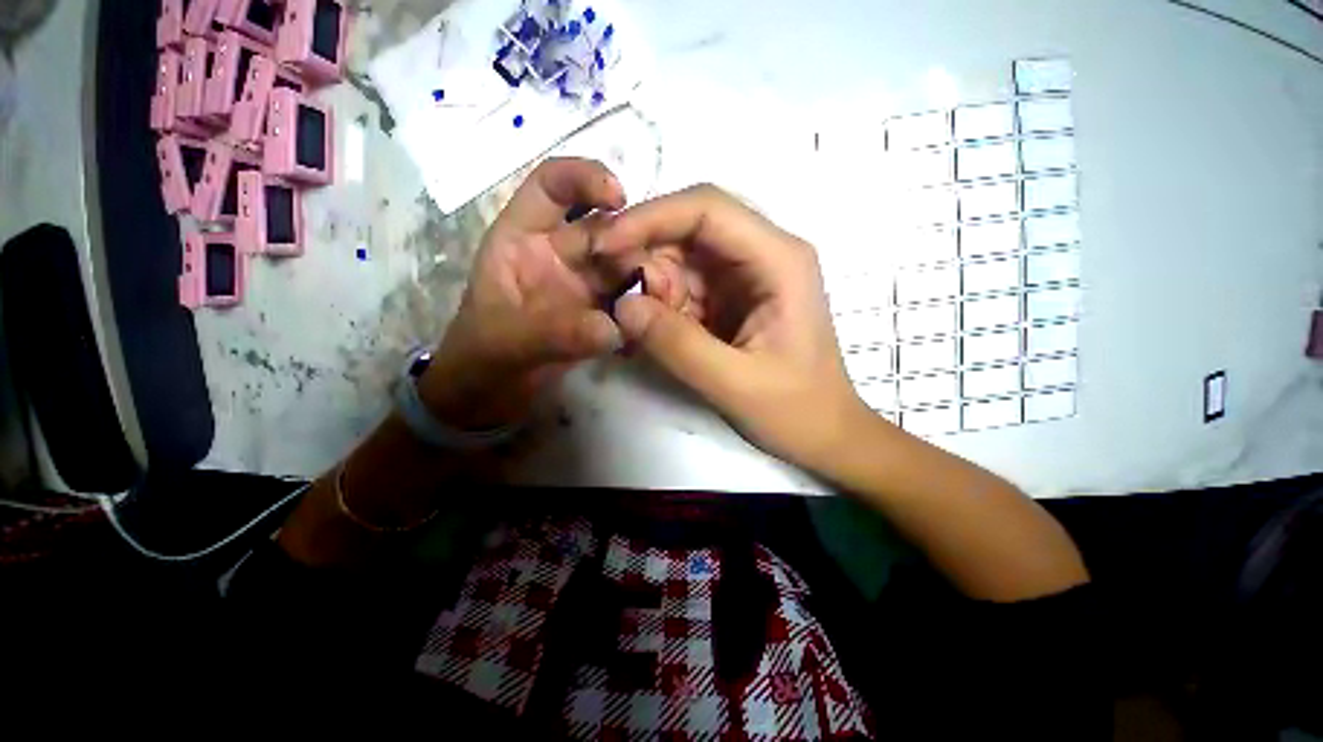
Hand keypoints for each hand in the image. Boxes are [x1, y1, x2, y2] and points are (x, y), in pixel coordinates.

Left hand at [420, 158, 634, 429]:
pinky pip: (630, 301)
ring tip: (664, 301)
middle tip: (653, 274)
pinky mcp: (600, 313)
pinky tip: (656, 324)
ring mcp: (583, 286)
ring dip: (646, 280)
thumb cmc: (481, 360)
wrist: (491, 398)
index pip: (551, 186)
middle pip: (603, 231)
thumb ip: (554, 333)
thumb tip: (611, 328)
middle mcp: (559, 255)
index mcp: (523, 241)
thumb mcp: (507, 343)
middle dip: (631, 245)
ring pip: (624, 267)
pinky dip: (645, 310)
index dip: (583, 178)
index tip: (619, 198)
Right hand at [599, 184, 873, 471]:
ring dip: (650, 283)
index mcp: (778, 260)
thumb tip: (622, 306)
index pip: (707, 209)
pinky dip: (661, 303)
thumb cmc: (796, 411)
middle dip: (644, 253)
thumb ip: (678, 346)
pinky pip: (685, 285)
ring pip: (682, 257)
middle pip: (689, 227)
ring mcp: (746, 275)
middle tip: (611, 292)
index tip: (606, 247)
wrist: (825, 433)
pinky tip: (649, 329)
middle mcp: (762, 254)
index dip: (650, 217)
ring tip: (632, 321)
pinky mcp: (732, 298)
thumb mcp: (736, 384)